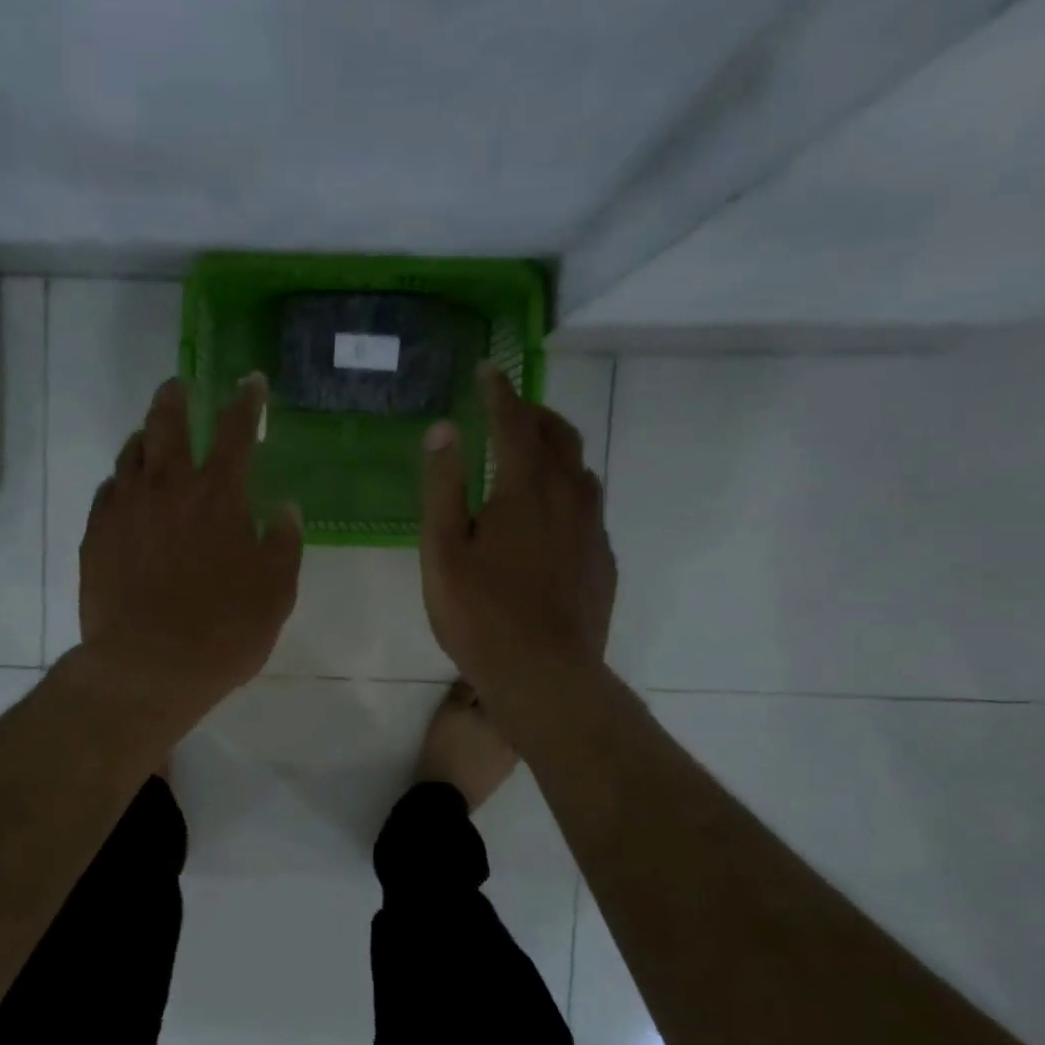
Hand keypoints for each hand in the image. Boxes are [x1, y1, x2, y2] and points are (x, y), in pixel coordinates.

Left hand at [78, 374, 302, 716]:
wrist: (148, 666)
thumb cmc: (223, 631)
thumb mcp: (275, 592)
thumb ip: (284, 544)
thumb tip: (286, 508)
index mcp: (219, 496)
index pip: (236, 430)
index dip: (246, 401)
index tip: (251, 381)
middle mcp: (169, 488)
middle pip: (167, 423)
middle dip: (176, 397)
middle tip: (179, 385)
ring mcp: (125, 508)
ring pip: (131, 453)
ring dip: (144, 436)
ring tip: (149, 436)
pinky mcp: (95, 535)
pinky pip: (107, 491)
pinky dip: (120, 481)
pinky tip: (124, 490)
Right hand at [419, 364, 616, 714]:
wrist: (545, 675)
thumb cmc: (480, 614)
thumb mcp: (443, 551)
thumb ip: (443, 487)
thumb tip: (443, 429)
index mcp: (524, 489)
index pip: (514, 422)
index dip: (499, 391)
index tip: (488, 370)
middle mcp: (568, 497)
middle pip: (558, 436)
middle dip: (533, 413)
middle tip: (508, 408)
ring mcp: (592, 530)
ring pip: (580, 469)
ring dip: (556, 448)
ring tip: (531, 452)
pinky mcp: (601, 559)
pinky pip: (589, 506)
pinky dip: (569, 489)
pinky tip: (551, 513)